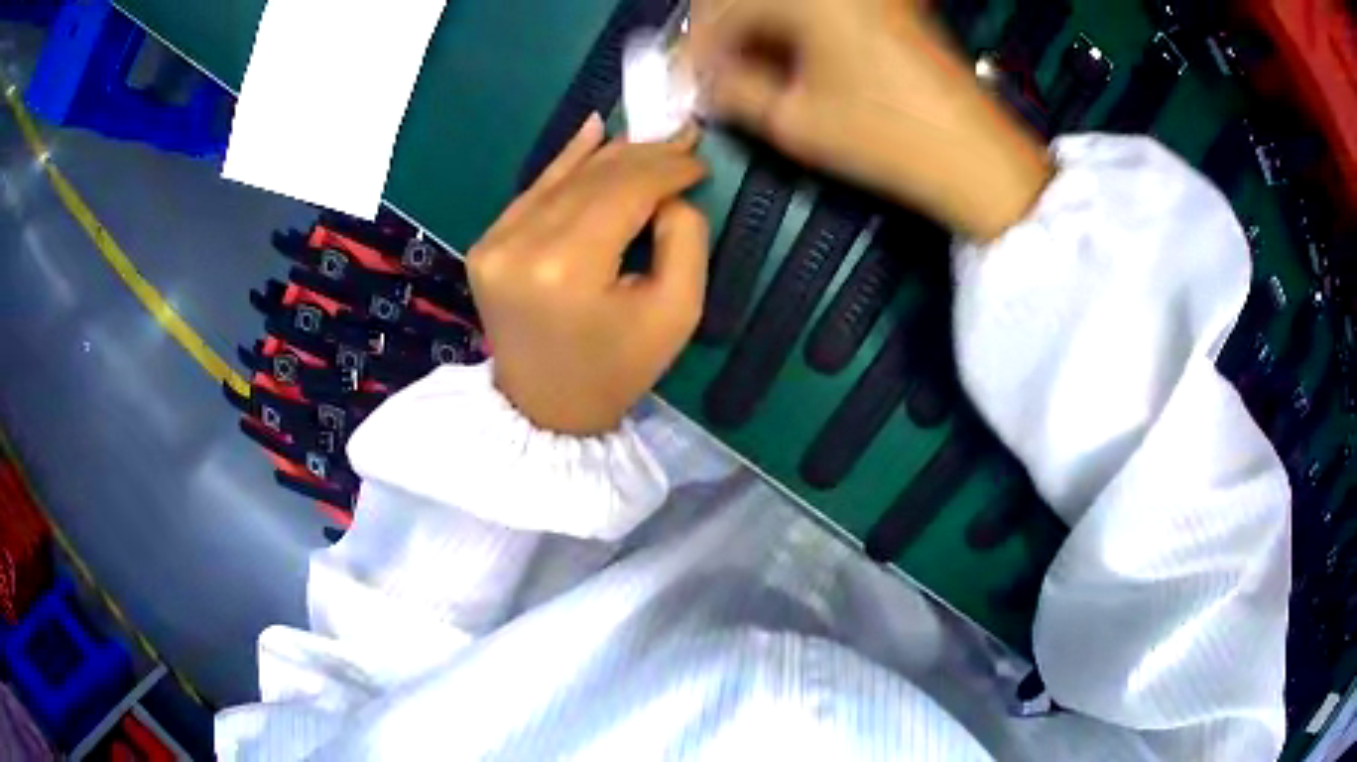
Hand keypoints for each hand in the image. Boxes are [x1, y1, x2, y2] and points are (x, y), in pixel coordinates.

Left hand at [468, 115, 708, 434]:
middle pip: (594, 178)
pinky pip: (535, 190)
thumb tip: (669, 193)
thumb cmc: (617, 369)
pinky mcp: (486, 243)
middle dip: (645, 156)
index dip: (667, 167)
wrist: (545, 408)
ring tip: (651, 139)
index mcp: (568, 268)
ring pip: (564, 177)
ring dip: (611, 156)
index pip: (625, 191)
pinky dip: (568, 161)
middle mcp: (522, 244)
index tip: (701, 160)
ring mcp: (495, 241)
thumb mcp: (677, 313)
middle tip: (683, 140)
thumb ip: (684, 239)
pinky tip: (594, 130)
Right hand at [689, 0, 1051, 240]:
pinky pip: (819, 9)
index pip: (723, 8)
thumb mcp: (793, 122)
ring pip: (785, 3)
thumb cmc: (885, 138)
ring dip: (758, 31)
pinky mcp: (885, 7)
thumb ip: (732, 92)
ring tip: (751, 76)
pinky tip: (791, 62)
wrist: (976, 158)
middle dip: (724, 33)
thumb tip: (700, 80)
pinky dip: (794, 30)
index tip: (685, 81)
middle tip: (714, 76)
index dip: (696, 47)